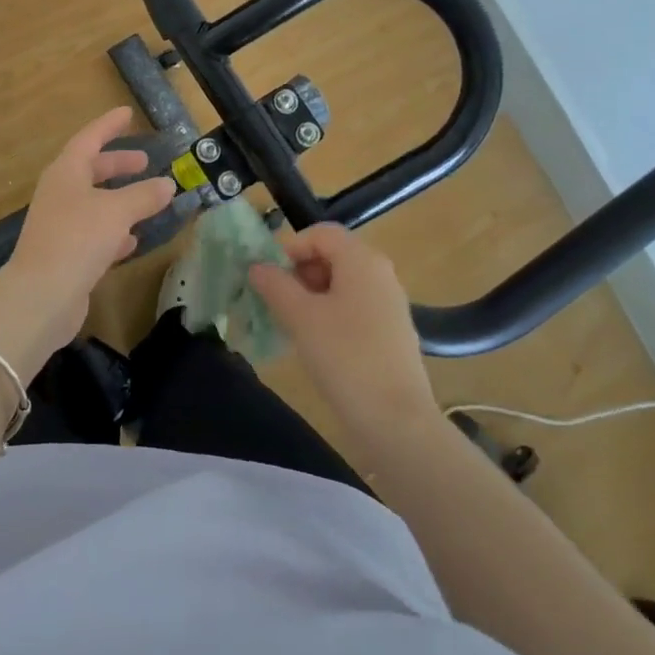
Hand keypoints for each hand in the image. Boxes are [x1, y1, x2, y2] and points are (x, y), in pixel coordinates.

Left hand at [0, 107, 174, 375]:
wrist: (41, 296)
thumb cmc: (78, 239)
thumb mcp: (117, 211)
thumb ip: (144, 195)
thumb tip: (168, 184)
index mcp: (66, 173)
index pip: (89, 139)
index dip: (109, 126)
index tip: (128, 113)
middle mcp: (60, 194)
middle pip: (90, 170)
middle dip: (117, 165)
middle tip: (144, 161)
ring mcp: (60, 225)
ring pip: (94, 203)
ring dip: (119, 199)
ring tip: (148, 199)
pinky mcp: (66, 255)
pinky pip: (94, 233)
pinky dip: (114, 232)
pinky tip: (133, 241)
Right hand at [249, 224, 439, 448]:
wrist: (397, 421)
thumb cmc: (345, 357)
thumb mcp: (300, 317)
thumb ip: (275, 285)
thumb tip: (257, 266)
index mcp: (362, 260)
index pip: (320, 233)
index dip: (290, 247)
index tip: (268, 276)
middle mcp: (380, 274)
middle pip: (332, 256)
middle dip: (299, 272)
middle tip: (276, 300)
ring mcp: (390, 304)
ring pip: (342, 284)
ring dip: (311, 295)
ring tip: (291, 323)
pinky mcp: (392, 332)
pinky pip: (354, 307)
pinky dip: (330, 314)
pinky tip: (316, 344)